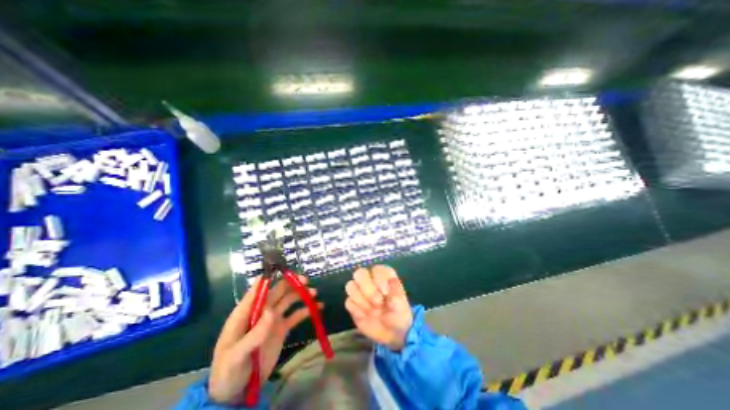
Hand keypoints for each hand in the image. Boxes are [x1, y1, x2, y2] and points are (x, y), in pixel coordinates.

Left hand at [205, 274, 319, 405]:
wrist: (235, 393)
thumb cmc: (228, 372)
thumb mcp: (236, 356)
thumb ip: (254, 334)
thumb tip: (271, 311)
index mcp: (245, 312)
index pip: (257, 290)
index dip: (269, 278)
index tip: (284, 271)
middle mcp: (261, 311)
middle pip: (277, 291)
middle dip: (291, 283)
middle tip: (306, 281)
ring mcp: (272, 319)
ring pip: (288, 300)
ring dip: (301, 294)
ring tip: (314, 293)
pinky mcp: (282, 328)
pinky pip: (296, 315)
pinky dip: (306, 310)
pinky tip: (318, 307)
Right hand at [345, 268, 409, 349]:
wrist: (392, 334)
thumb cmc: (399, 314)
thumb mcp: (402, 305)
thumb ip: (396, 292)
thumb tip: (392, 280)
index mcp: (383, 275)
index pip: (376, 269)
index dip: (380, 280)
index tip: (386, 293)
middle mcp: (370, 279)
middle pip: (359, 273)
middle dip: (368, 289)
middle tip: (378, 302)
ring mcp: (360, 291)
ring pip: (350, 286)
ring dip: (361, 300)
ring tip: (373, 311)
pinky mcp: (353, 303)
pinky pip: (348, 302)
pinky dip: (356, 310)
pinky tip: (365, 316)